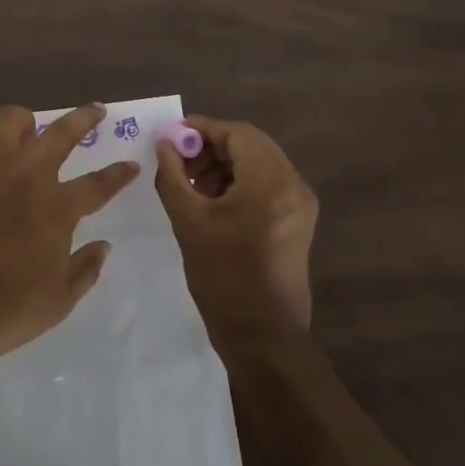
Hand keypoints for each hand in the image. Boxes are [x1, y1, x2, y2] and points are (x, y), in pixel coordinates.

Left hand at [0, 103, 138, 379]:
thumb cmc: (6, 312)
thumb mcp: (59, 301)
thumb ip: (86, 269)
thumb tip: (104, 246)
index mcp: (56, 209)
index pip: (98, 184)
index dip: (119, 174)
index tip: (132, 165)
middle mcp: (24, 179)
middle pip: (60, 133)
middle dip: (84, 118)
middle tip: (95, 111)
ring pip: (8, 121)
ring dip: (23, 122)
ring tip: (28, 131)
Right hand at [154, 116, 317, 352]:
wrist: (263, 336)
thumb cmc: (223, 276)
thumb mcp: (188, 221)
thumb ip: (173, 175)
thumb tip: (164, 143)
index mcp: (270, 181)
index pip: (237, 133)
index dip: (202, 129)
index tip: (172, 137)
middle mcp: (293, 184)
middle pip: (251, 145)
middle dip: (212, 146)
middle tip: (179, 161)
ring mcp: (300, 203)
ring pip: (259, 163)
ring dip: (225, 164)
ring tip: (192, 183)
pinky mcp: (299, 221)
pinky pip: (267, 184)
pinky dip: (240, 182)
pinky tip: (213, 200)